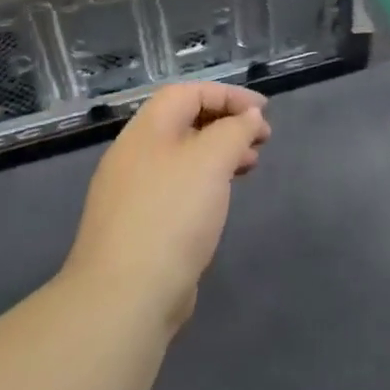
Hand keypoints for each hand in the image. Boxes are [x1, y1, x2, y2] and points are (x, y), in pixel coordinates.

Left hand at [65, 83, 270, 329]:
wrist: (125, 296)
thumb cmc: (172, 214)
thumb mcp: (212, 159)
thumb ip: (235, 130)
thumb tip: (248, 117)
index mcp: (146, 131)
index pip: (188, 92)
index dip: (228, 94)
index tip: (263, 111)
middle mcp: (135, 155)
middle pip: (185, 122)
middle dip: (227, 123)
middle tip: (262, 138)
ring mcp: (133, 192)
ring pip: (183, 156)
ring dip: (220, 152)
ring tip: (251, 165)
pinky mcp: (139, 226)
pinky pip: (178, 187)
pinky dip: (206, 181)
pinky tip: (222, 199)